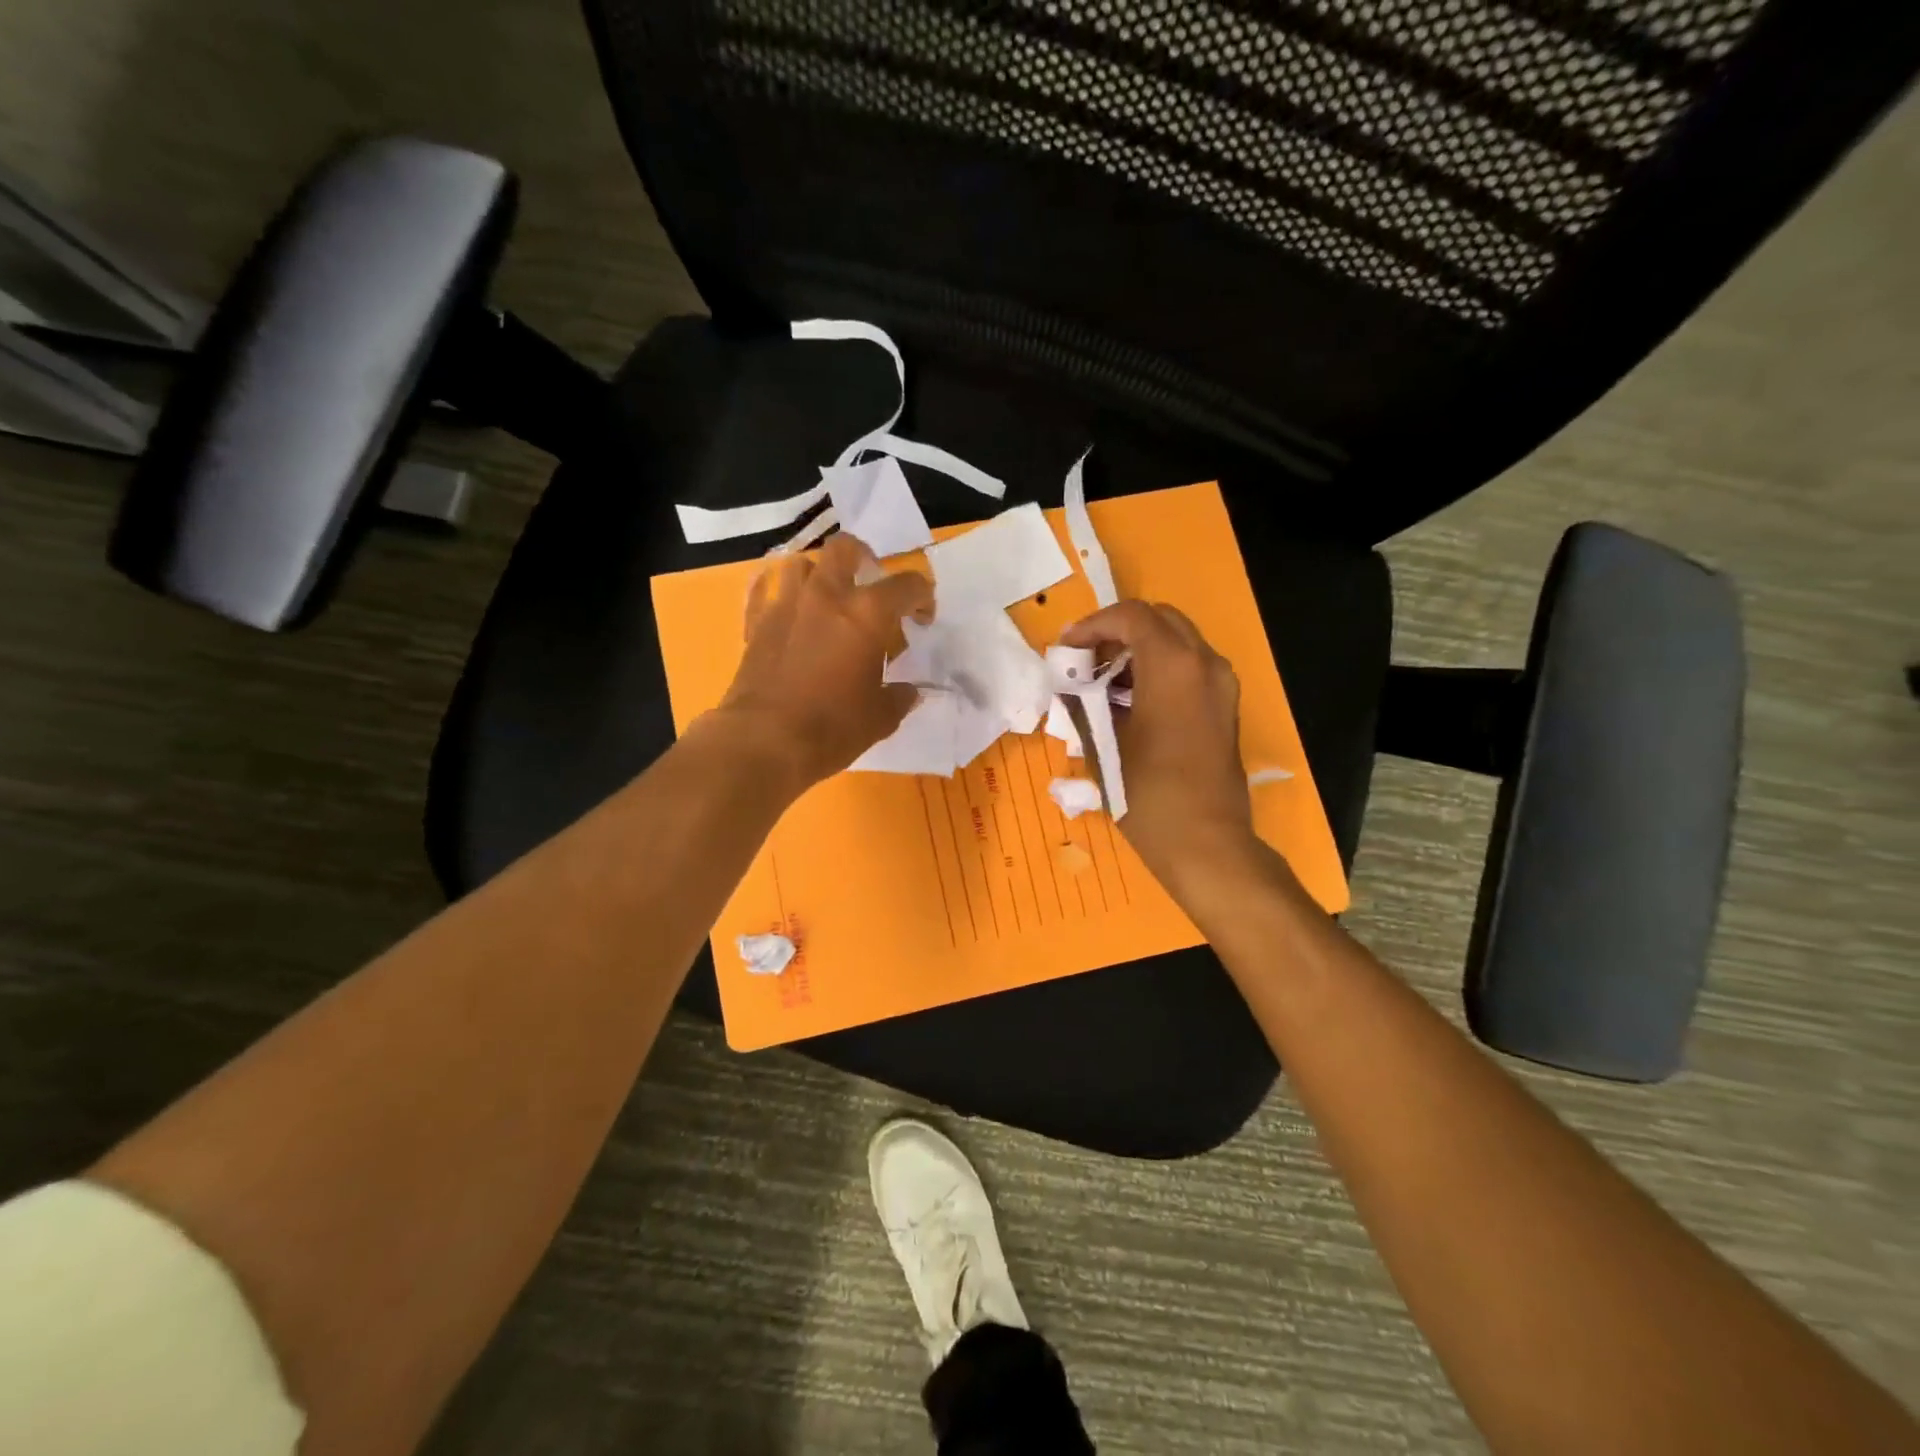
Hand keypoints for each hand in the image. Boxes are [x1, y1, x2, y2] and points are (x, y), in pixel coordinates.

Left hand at [711, 534, 932, 792]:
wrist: (765, 741)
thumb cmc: (833, 728)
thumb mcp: (880, 718)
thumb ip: (899, 697)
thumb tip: (909, 691)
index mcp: (867, 614)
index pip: (907, 585)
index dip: (922, 598)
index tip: (922, 620)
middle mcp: (826, 596)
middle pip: (846, 548)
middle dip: (864, 559)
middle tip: (872, 585)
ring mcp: (786, 605)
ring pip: (801, 563)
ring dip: (819, 574)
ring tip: (829, 600)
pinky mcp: (756, 623)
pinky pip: (765, 591)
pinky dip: (779, 594)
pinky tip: (788, 611)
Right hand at [1061, 601, 1255, 891]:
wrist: (1206, 845)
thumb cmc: (1148, 795)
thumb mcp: (1103, 747)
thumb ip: (1082, 703)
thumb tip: (1068, 684)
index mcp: (1173, 666)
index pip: (1131, 616)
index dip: (1092, 625)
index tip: (1066, 650)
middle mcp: (1204, 664)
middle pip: (1158, 620)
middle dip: (1117, 633)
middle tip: (1085, 661)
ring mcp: (1221, 685)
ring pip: (1177, 643)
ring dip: (1138, 652)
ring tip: (1102, 684)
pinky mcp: (1225, 708)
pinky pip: (1190, 669)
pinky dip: (1159, 671)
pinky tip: (1130, 704)